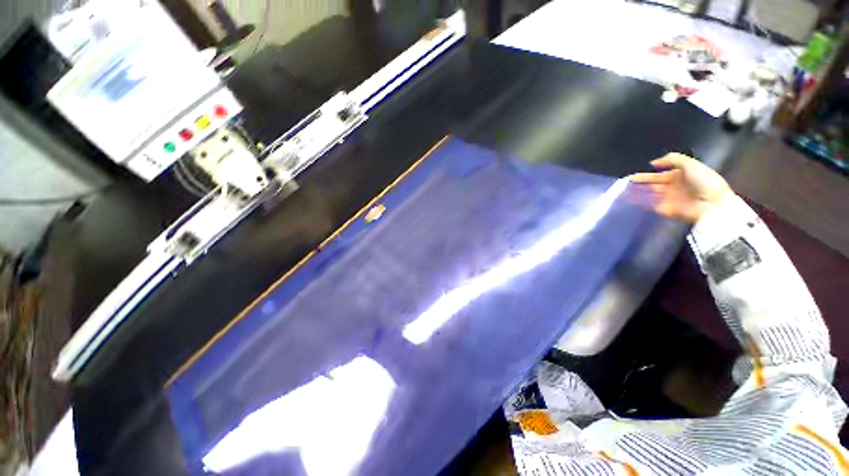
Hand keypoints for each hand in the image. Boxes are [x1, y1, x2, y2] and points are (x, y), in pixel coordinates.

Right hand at [628, 153, 734, 222]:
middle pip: (651, 185)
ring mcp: (668, 199)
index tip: (630, 177)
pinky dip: (641, 204)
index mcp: (678, 176)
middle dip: (638, 185)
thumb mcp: (691, 164)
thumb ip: (673, 159)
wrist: (712, 204)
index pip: (657, 175)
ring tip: (623, 193)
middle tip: (623, 184)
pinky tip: (631, 201)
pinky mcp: (666, 210)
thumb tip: (653, 163)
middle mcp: (671, 187)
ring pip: (649, 195)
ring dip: (637, 194)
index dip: (644, 176)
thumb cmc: (704, 181)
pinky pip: (651, 206)